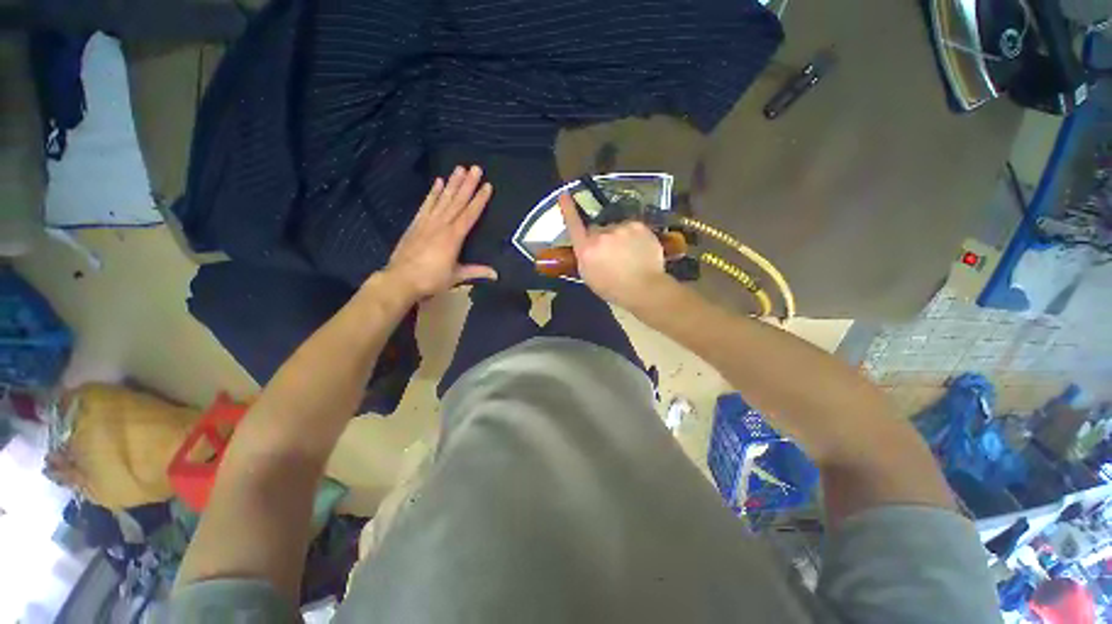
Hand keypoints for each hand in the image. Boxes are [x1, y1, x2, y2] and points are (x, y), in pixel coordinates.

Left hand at [381, 166, 496, 299]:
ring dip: (452, 183)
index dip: (479, 200)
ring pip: (442, 199)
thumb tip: (496, 274)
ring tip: (460, 168)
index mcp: (453, 237)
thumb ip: (476, 272)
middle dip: (467, 184)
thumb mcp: (456, 277)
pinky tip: (438, 182)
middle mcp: (441, 225)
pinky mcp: (415, 223)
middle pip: (457, 201)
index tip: (487, 185)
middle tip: (475, 168)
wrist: (400, 279)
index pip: (470, 214)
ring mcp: (427, 222)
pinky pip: (426, 205)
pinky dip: (432, 193)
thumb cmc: (431, 279)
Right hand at [558, 192, 670, 309]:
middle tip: (611, 254)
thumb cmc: (613, 289)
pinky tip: (638, 250)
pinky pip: (631, 228)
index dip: (568, 209)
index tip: (564, 194)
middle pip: (597, 229)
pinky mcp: (638, 226)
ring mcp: (621, 228)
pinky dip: (633, 236)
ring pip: (616, 228)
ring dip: (619, 237)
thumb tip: (586, 246)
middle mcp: (601, 234)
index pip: (573, 225)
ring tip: (628, 255)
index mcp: (586, 249)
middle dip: (601, 238)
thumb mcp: (589, 277)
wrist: (644, 289)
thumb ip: (584, 257)